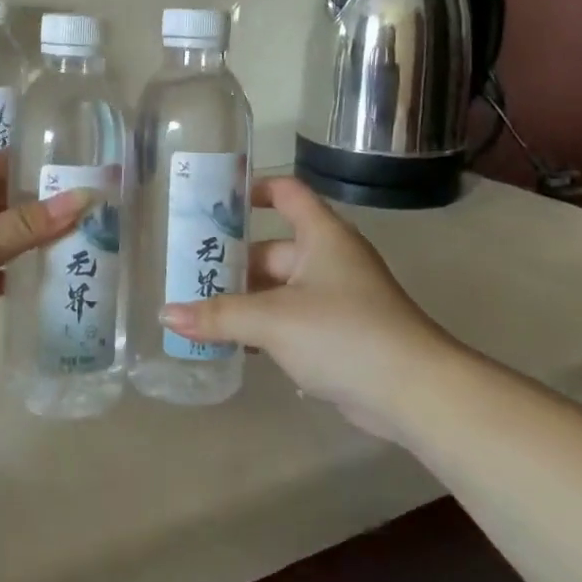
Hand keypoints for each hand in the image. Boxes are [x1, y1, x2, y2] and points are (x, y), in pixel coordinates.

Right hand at [159, 177, 455, 440]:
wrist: (416, 392)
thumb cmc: (344, 333)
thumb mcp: (273, 320)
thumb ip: (218, 315)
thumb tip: (166, 315)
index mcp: (322, 235)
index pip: (286, 193)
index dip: (253, 188)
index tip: (214, 199)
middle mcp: (330, 258)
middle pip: (273, 248)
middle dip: (233, 261)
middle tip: (188, 271)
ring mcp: (337, 298)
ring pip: (280, 288)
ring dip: (246, 299)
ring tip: (199, 309)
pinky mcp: (340, 334)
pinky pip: (292, 319)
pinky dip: (265, 327)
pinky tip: (234, 343)